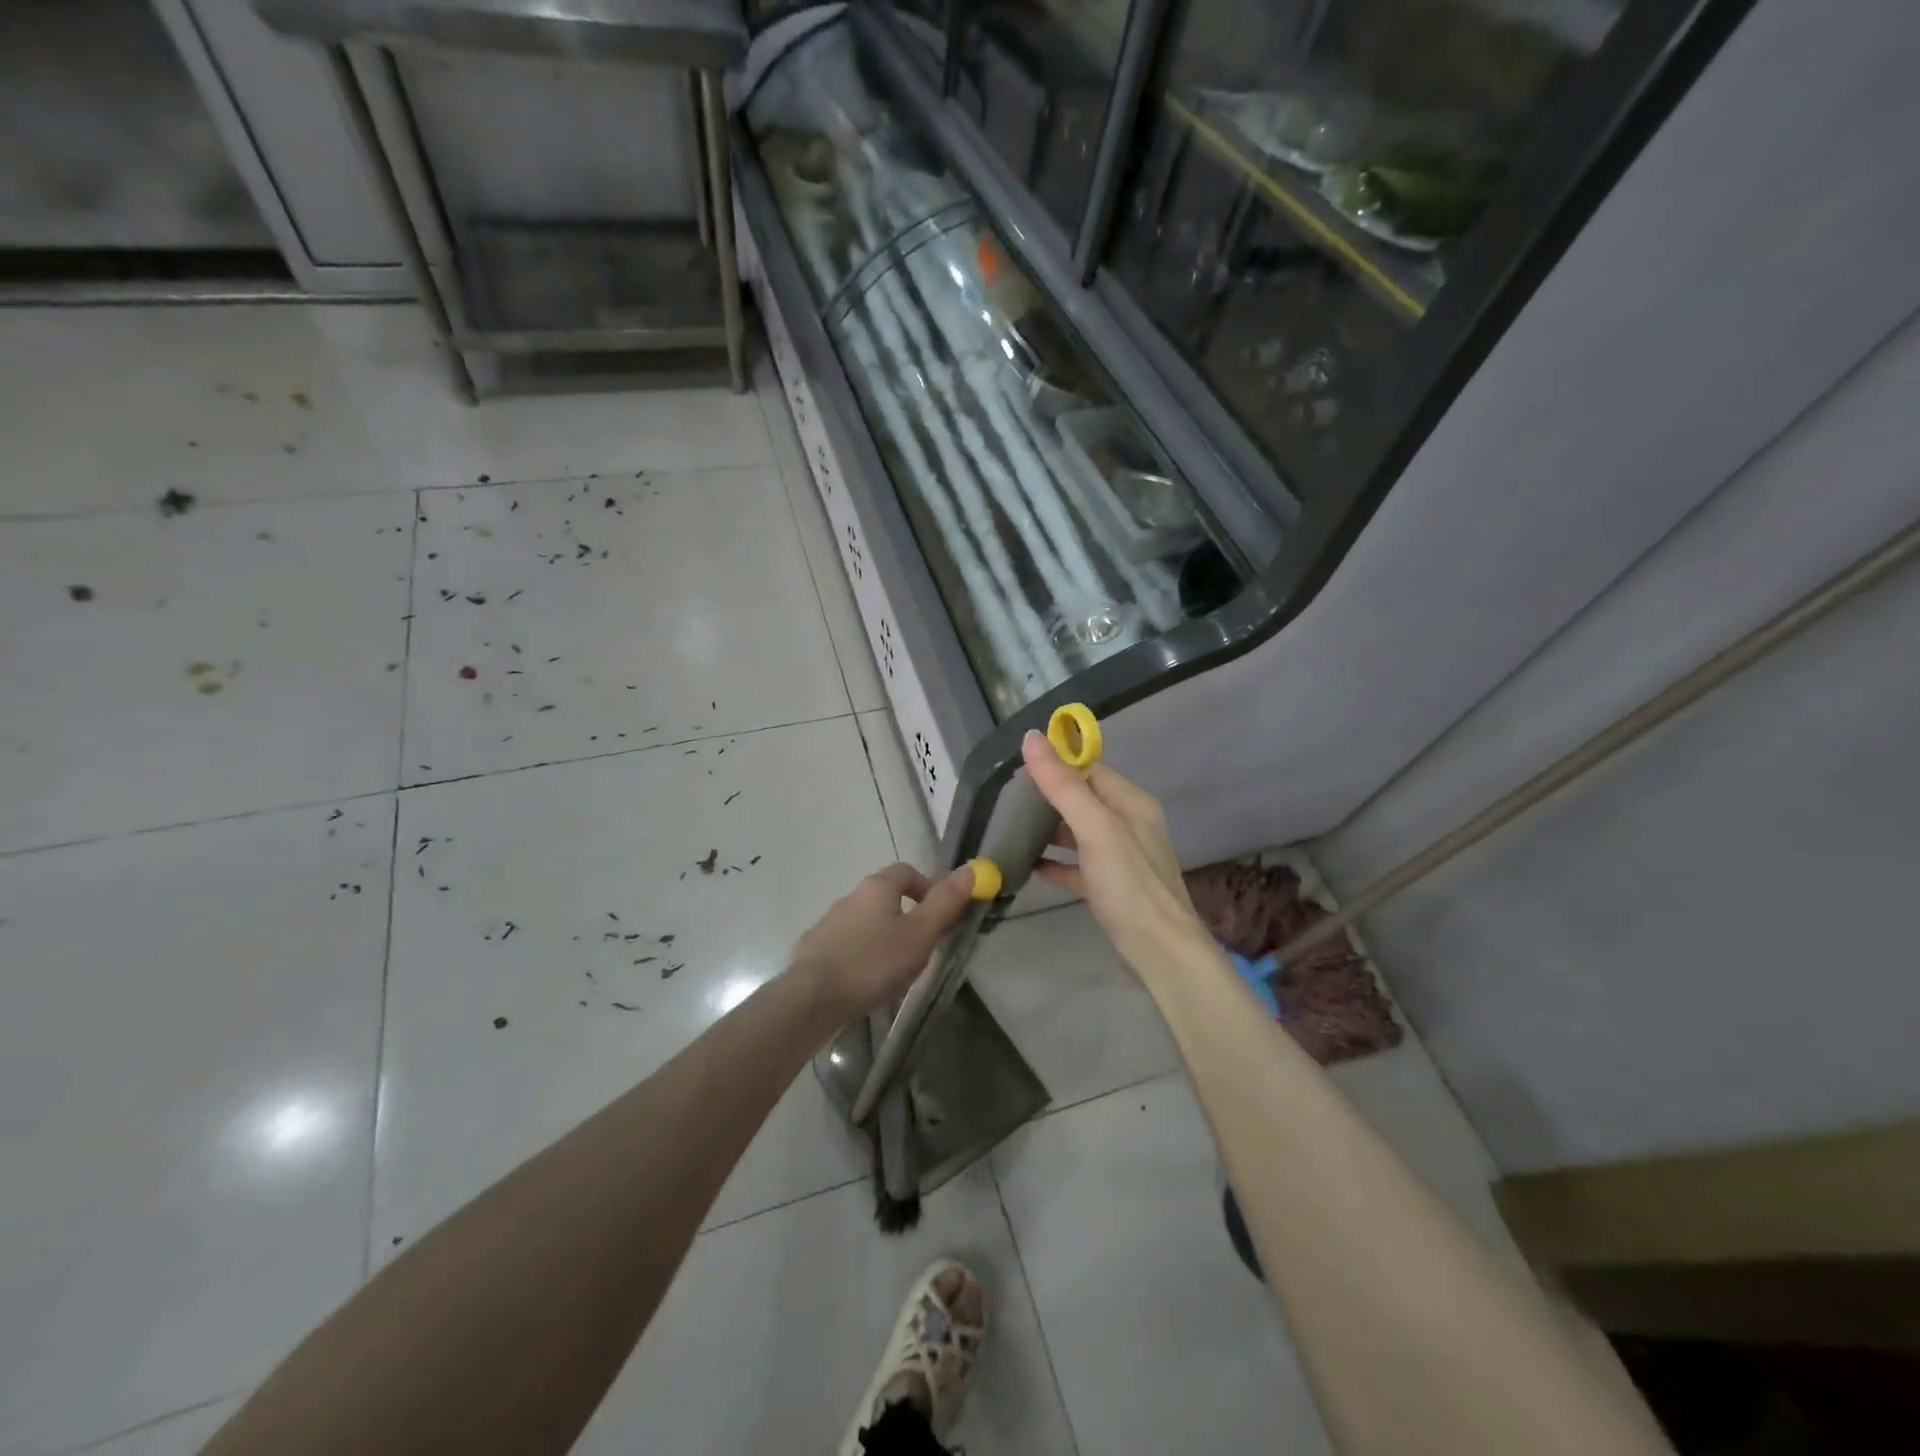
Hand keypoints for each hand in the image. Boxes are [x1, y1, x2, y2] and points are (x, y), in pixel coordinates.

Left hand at [790, 862, 976, 1026]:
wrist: (811, 998)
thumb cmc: (873, 962)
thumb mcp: (920, 934)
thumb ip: (946, 903)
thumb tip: (972, 869)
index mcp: (877, 888)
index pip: (907, 871)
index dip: (928, 887)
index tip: (941, 914)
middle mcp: (850, 897)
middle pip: (885, 896)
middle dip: (907, 917)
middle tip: (922, 948)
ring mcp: (828, 924)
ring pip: (865, 923)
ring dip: (883, 938)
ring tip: (896, 971)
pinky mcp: (814, 950)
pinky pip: (846, 946)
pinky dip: (861, 956)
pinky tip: (866, 983)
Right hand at [1024, 732, 1210, 985]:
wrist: (1161, 955)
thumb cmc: (1130, 886)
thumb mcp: (1096, 830)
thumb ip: (1063, 786)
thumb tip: (1032, 737)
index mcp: (1131, 803)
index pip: (1090, 769)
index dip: (1056, 763)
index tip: (1017, 767)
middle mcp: (1129, 824)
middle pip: (1083, 799)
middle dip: (1048, 796)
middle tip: (1007, 801)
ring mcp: (1121, 858)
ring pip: (1078, 832)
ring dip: (1049, 829)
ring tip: (1011, 829)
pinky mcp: (1110, 887)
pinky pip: (1078, 865)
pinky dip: (1056, 863)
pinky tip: (1029, 866)